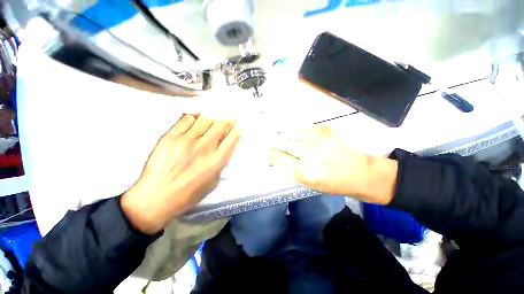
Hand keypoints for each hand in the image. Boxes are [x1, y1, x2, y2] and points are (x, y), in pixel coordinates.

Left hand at [121, 115, 241, 233]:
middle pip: (220, 124)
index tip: (241, 123)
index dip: (238, 128)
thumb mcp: (213, 182)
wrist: (156, 198)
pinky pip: (186, 119)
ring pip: (205, 119)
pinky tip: (194, 123)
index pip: (232, 138)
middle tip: (227, 118)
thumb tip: (223, 150)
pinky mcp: (170, 137)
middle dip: (227, 119)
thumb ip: (220, 164)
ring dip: (211, 118)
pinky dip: (193, 119)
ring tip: (210, 121)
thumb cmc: (189, 194)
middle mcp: (204, 147)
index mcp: (216, 161)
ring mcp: (187, 140)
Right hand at [269, 126, 396, 204]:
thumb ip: (290, 169)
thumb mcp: (308, 183)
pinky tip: (298, 136)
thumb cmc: (332, 182)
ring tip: (285, 139)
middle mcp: (309, 153)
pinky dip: (297, 133)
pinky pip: (303, 128)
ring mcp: (318, 139)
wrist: (359, 172)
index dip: (271, 154)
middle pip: (282, 142)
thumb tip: (277, 157)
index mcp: (304, 172)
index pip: (278, 157)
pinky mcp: (326, 129)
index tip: (269, 153)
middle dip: (275, 143)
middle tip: (273, 144)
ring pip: (291, 133)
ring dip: (285, 136)